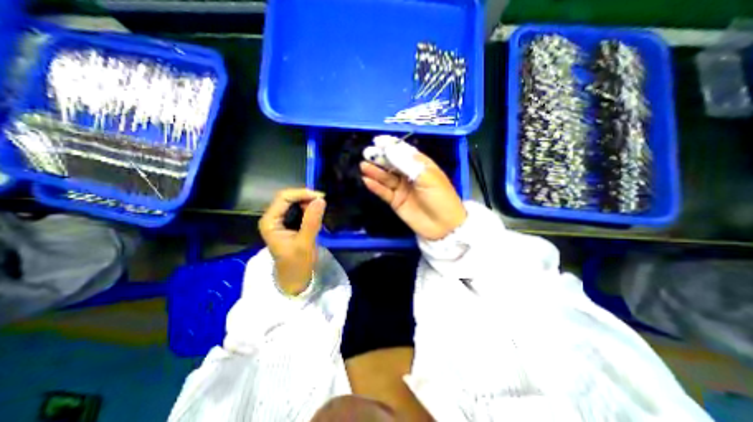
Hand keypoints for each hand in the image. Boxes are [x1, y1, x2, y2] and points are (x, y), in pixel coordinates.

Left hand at [259, 190, 326, 294]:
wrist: (294, 279)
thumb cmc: (297, 264)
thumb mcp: (305, 243)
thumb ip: (312, 221)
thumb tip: (321, 199)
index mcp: (270, 222)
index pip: (283, 198)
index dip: (302, 193)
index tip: (321, 197)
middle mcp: (273, 218)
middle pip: (288, 198)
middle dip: (306, 197)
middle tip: (323, 202)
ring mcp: (280, 220)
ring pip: (294, 202)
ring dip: (308, 202)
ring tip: (321, 208)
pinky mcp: (289, 224)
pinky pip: (298, 210)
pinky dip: (309, 208)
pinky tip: (317, 212)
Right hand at [361, 152, 467, 238]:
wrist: (443, 226)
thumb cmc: (440, 198)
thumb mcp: (427, 177)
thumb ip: (407, 163)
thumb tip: (389, 149)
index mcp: (420, 165)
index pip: (404, 152)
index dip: (391, 146)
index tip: (378, 141)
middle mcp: (409, 175)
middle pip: (392, 164)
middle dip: (380, 158)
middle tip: (367, 153)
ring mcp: (402, 188)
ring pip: (386, 177)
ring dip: (375, 171)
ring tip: (363, 165)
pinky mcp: (396, 201)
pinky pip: (384, 192)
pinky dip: (375, 187)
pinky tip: (366, 180)